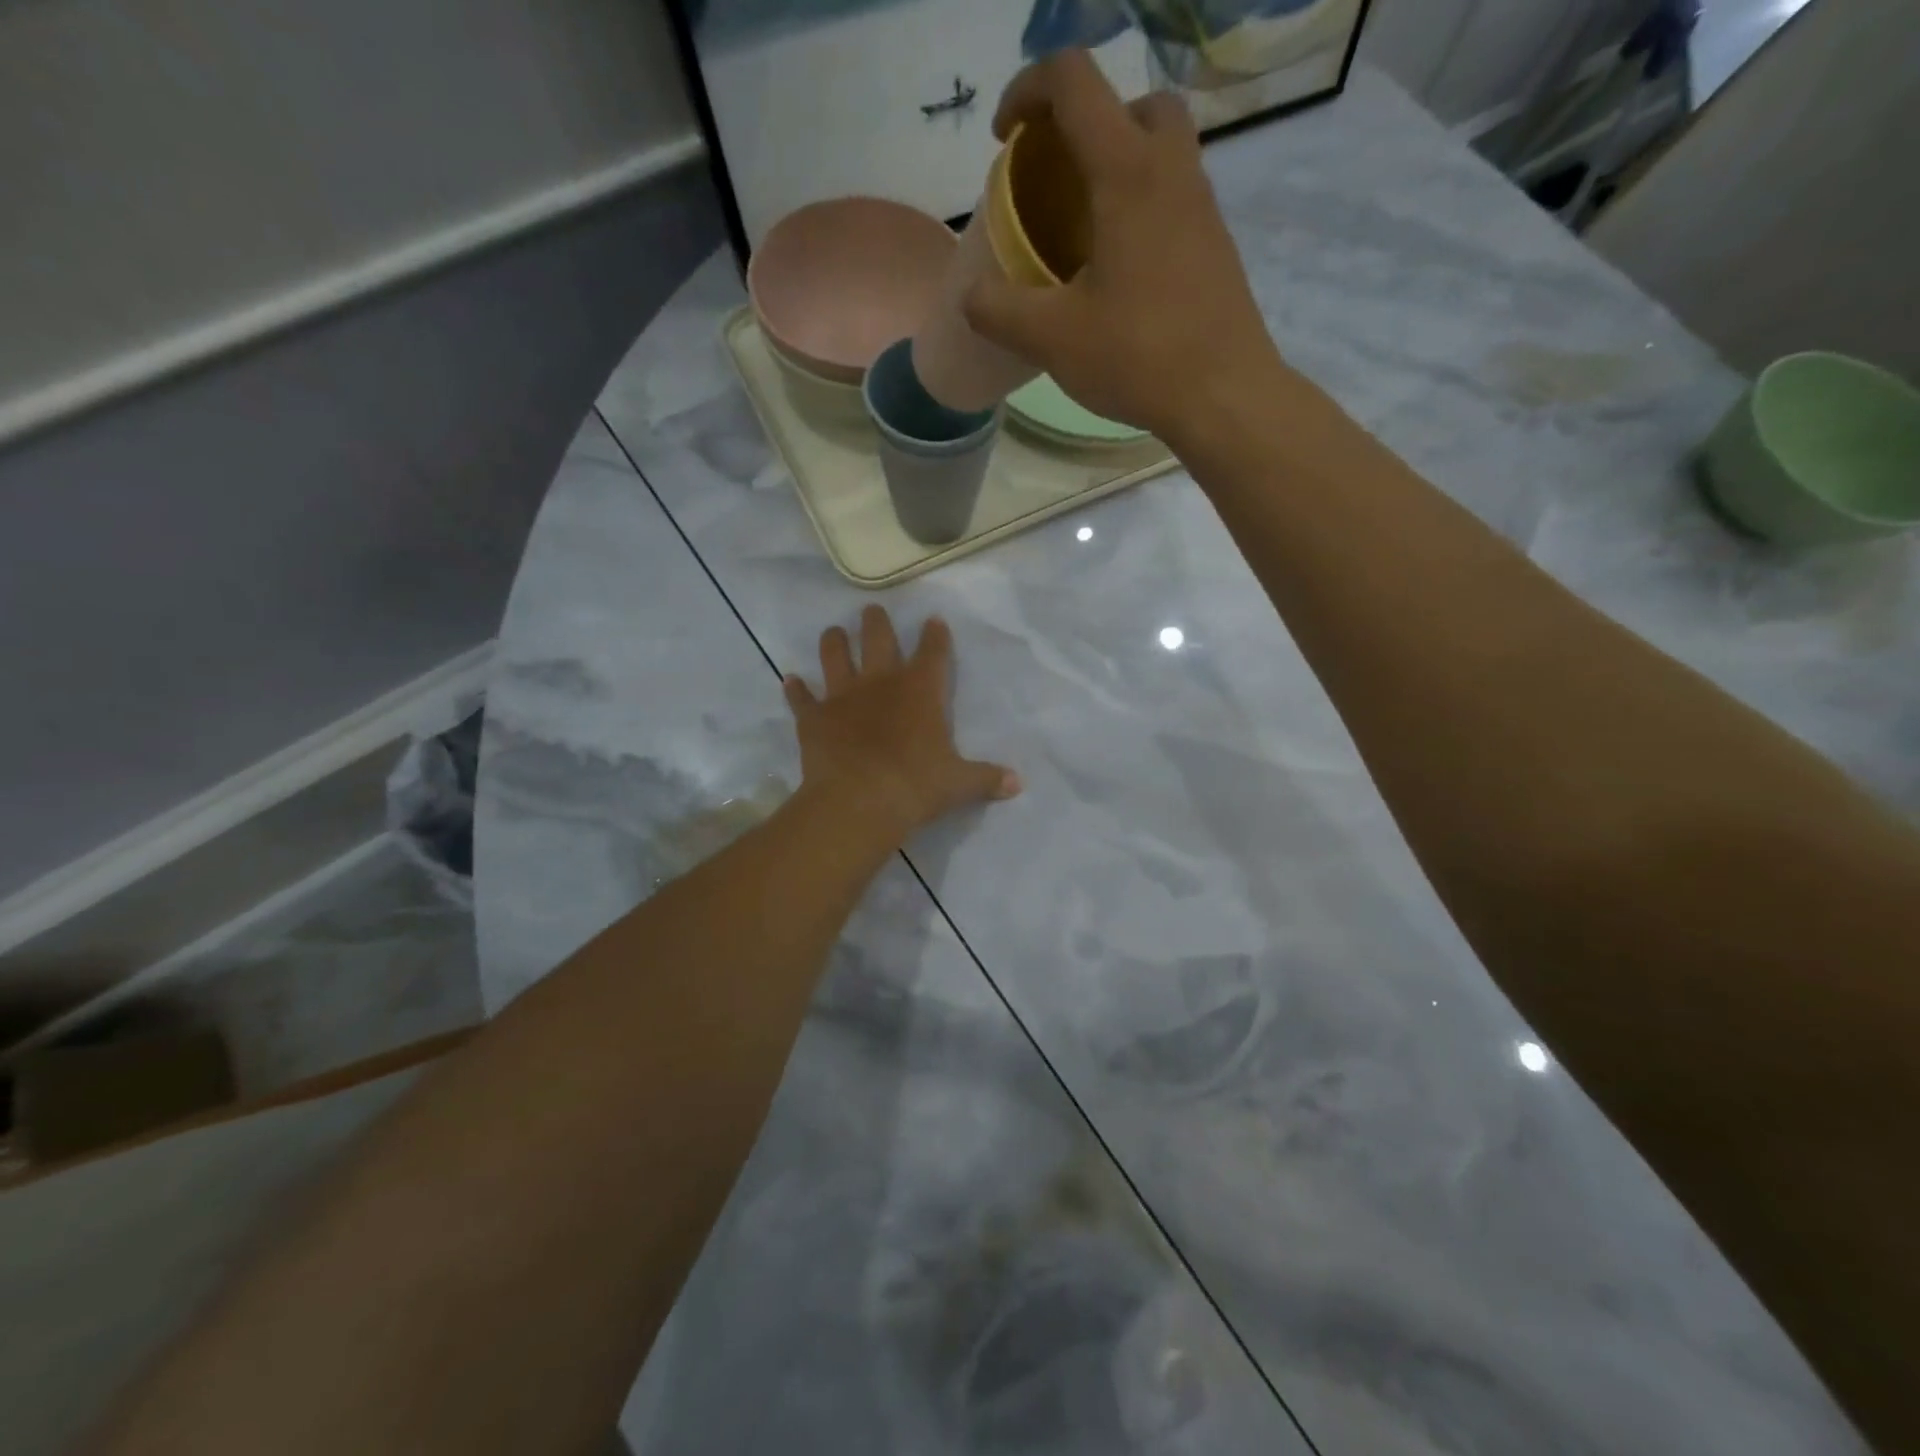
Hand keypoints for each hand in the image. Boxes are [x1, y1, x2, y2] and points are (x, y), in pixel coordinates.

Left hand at [784, 606, 1020, 842]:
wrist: (860, 802)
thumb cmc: (916, 786)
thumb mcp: (959, 784)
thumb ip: (987, 778)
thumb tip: (1018, 783)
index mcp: (920, 690)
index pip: (932, 652)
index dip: (935, 635)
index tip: (933, 621)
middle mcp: (880, 682)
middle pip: (877, 637)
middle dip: (876, 622)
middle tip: (872, 611)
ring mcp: (842, 696)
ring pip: (834, 654)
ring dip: (833, 642)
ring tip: (833, 633)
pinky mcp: (813, 717)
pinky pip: (801, 697)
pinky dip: (796, 690)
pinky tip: (791, 681)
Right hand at [963, 49, 1292, 448]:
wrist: (1223, 396)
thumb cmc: (1138, 357)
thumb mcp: (1051, 339)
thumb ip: (998, 310)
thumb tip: (971, 296)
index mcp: (1127, 173)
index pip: (1074, 82)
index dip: (1027, 91)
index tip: (1003, 141)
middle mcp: (1172, 172)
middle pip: (1131, 104)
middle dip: (1084, 124)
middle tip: (1056, 179)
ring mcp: (1202, 208)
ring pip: (1160, 150)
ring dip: (1116, 166)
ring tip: (1080, 229)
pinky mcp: (1215, 246)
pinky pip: (1173, 197)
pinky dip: (1139, 207)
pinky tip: (1115, 271)